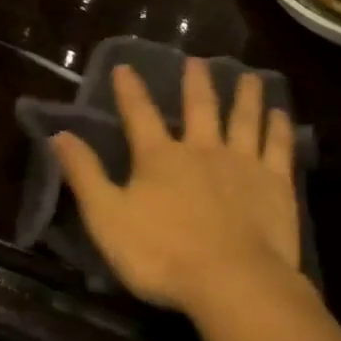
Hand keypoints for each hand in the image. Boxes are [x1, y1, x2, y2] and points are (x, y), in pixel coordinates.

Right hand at [51, 58, 302, 318]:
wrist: (231, 280)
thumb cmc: (162, 254)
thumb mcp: (107, 218)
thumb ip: (85, 175)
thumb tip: (59, 134)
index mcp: (160, 158)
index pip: (140, 115)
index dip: (130, 90)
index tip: (125, 66)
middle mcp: (202, 149)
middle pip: (200, 107)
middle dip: (196, 82)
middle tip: (197, 60)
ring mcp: (242, 162)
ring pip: (244, 118)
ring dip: (246, 96)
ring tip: (249, 76)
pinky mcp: (274, 182)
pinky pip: (277, 146)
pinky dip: (279, 128)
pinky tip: (281, 114)